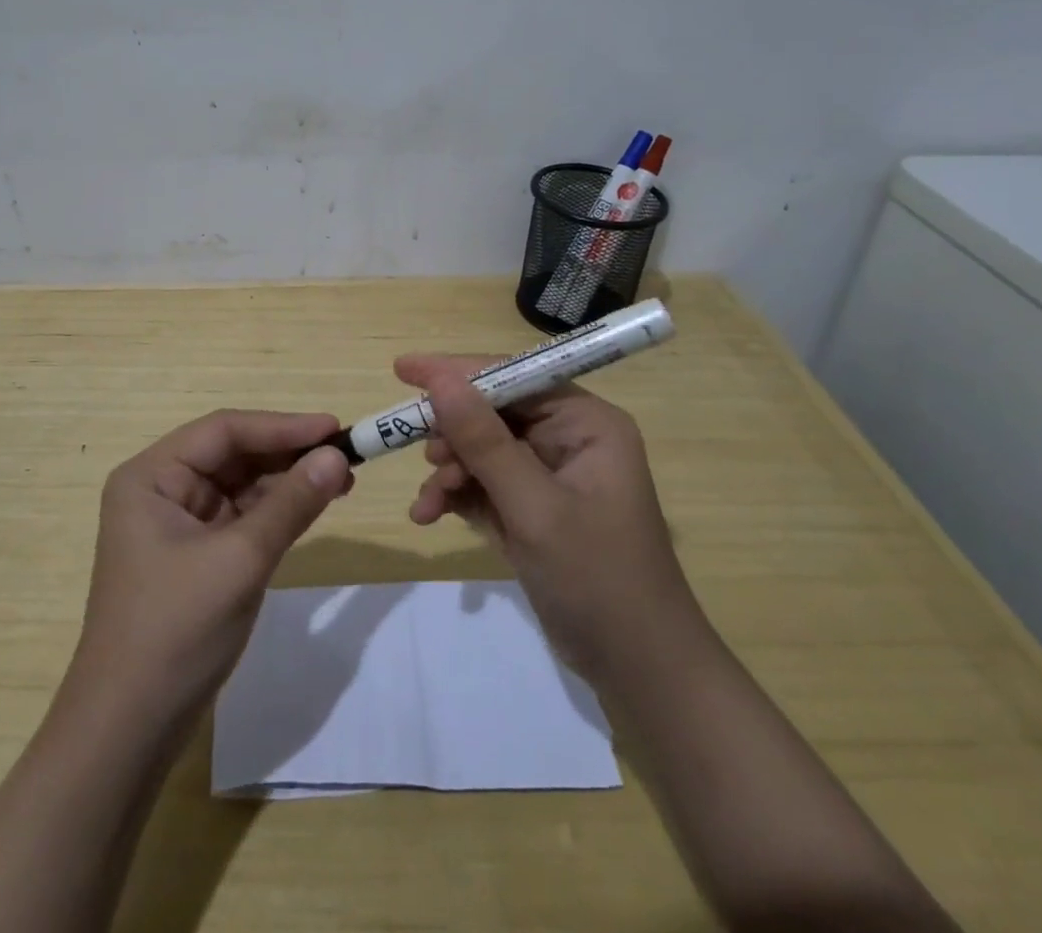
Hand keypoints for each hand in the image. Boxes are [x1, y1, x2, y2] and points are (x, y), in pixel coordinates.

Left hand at [69, 410, 352, 737]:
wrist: (129, 731)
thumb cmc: (175, 631)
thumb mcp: (240, 561)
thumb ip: (290, 504)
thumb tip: (338, 456)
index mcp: (151, 477)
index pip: (224, 431)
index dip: (282, 426)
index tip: (334, 428)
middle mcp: (161, 490)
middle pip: (232, 454)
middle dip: (287, 454)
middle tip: (345, 456)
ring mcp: (177, 524)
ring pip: (240, 485)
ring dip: (287, 482)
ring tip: (341, 480)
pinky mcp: (195, 555)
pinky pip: (241, 517)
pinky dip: (276, 511)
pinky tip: (312, 507)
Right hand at [400, 355, 689, 677]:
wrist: (638, 671)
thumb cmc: (597, 579)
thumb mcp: (535, 508)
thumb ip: (485, 442)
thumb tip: (440, 380)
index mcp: (585, 424)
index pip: (514, 376)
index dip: (458, 371)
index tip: (404, 370)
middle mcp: (569, 439)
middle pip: (493, 413)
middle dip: (452, 434)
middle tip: (419, 453)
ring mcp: (549, 475)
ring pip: (482, 450)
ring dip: (449, 471)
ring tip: (429, 503)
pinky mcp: (533, 509)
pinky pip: (483, 484)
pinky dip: (456, 496)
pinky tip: (430, 515)